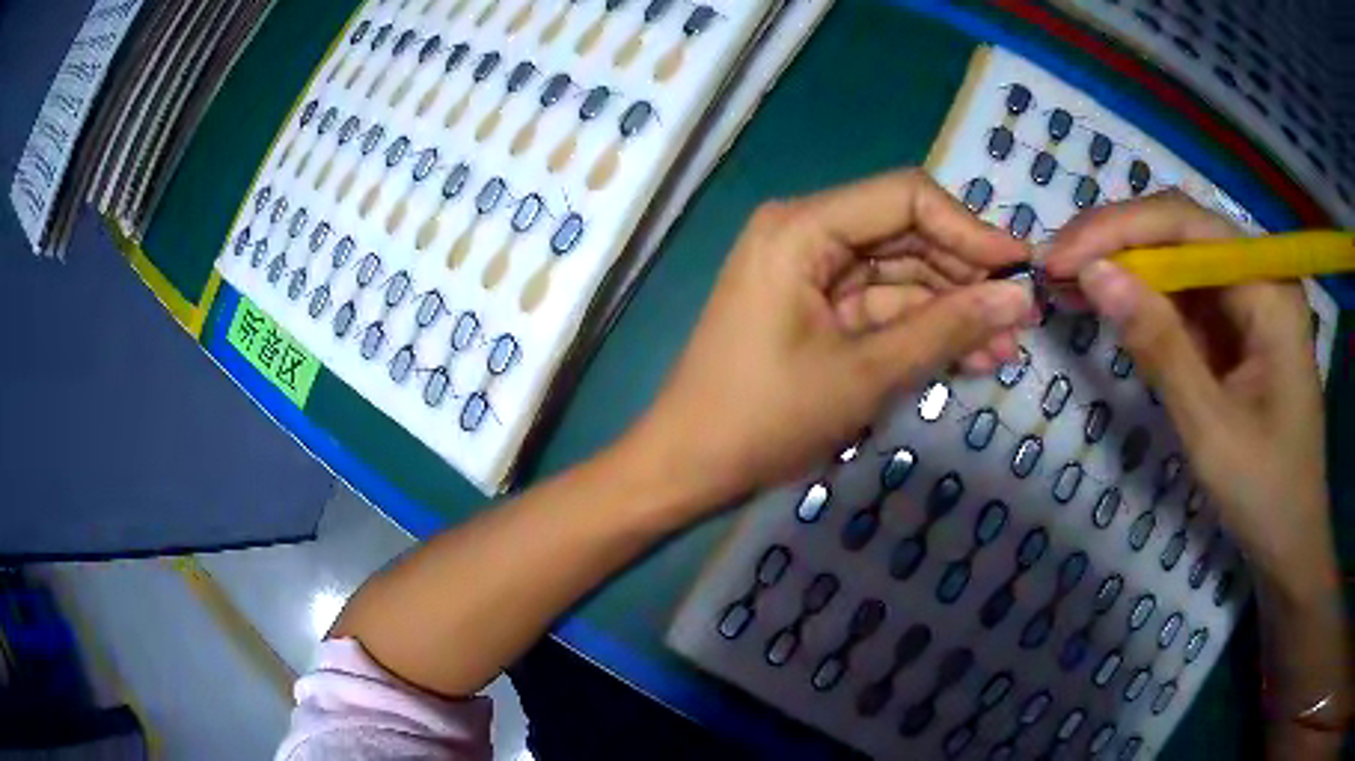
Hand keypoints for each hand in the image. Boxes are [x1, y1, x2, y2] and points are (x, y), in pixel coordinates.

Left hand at [624, 169, 1032, 512]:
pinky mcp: (815, 307)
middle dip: (966, 277)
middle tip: (1020, 319)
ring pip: (901, 274)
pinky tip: (970, 356)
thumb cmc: (766, 418)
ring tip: (1006, 350)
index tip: (1020, 270)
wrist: (689, 466)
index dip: (969, 229)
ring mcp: (810, 271)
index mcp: (803, 227)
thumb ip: (948, 328)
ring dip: (952, 310)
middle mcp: (806, 233)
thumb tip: (1020, 298)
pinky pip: (881, 306)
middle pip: (907, 234)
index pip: (906, 197)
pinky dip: (922, 329)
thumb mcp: (867, 373)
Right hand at [1044, 191, 1333, 601]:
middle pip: (1181, 232)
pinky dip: (1146, 301)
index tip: (1060, 258)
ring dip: (1126, 270)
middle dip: (1117, 243)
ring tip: (1070, 285)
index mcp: (1268, 288)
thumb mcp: (1211, 429)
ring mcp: (1251, 301)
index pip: (1187, 225)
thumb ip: (1159, 346)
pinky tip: (1113, 308)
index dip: (1118, 230)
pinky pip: (1188, 298)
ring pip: (1180, 261)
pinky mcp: (1239, 328)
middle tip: (1056, 268)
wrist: (1291, 542)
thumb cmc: (1264, 493)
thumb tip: (1093, 275)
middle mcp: (1261, 276)